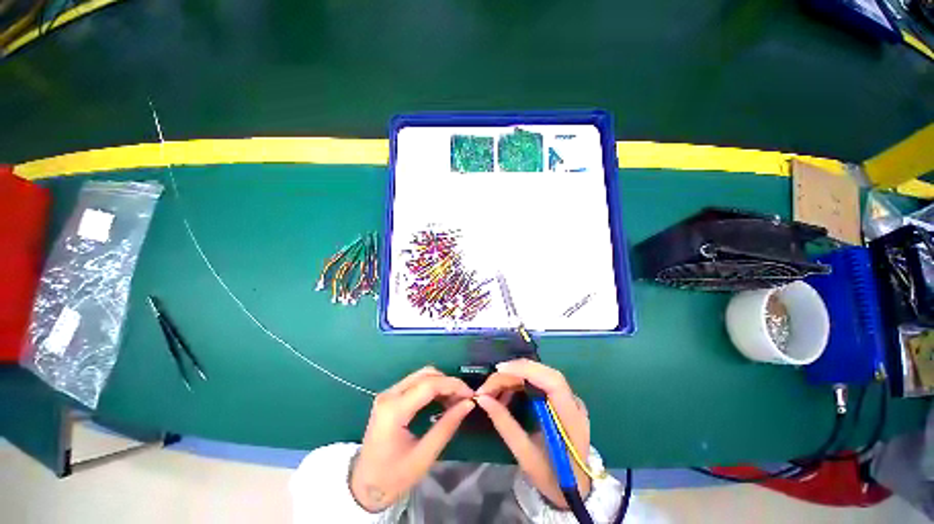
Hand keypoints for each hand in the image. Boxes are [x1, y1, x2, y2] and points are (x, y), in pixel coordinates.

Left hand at [350, 367, 474, 511]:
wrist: (364, 487)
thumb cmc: (394, 477)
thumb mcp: (424, 455)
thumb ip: (447, 426)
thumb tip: (468, 404)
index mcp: (394, 409)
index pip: (429, 385)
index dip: (453, 385)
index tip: (471, 395)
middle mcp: (389, 395)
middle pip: (426, 374)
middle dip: (448, 383)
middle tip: (464, 398)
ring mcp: (388, 394)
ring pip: (421, 375)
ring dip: (441, 383)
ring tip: (455, 400)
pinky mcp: (390, 397)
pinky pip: (415, 382)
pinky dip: (432, 387)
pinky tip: (441, 400)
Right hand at [476, 359, 590, 508]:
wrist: (576, 488)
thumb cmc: (551, 478)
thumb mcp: (525, 456)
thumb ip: (504, 424)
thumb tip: (482, 399)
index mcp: (571, 420)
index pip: (552, 382)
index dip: (526, 370)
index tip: (500, 370)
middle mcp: (574, 403)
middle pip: (544, 373)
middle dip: (514, 372)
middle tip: (489, 385)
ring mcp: (570, 399)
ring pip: (540, 374)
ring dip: (515, 376)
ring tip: (493, 389)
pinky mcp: (562, 398)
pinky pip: (539, 380)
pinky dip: (520, 381)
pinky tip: (506, 391)